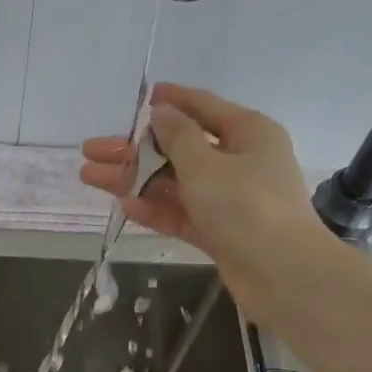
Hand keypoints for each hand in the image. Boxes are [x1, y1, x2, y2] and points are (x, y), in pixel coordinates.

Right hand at [80, 83, 321, 316]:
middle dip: (135, 150)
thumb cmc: (245, 206)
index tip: (142, 98)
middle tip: (91, 150)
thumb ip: (177, 137)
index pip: (203, 107)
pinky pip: (183, 213)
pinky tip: (125, 204)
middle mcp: (240, 161)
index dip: (171, 101)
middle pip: (179, 149)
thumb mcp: (206, 164)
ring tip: (90, 177)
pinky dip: (156, 208)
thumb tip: (162, 112)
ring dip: (135, 179)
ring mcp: (230, 199)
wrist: (281, 273)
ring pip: (175, 183)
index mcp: (248, 133)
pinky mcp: (221, 231)